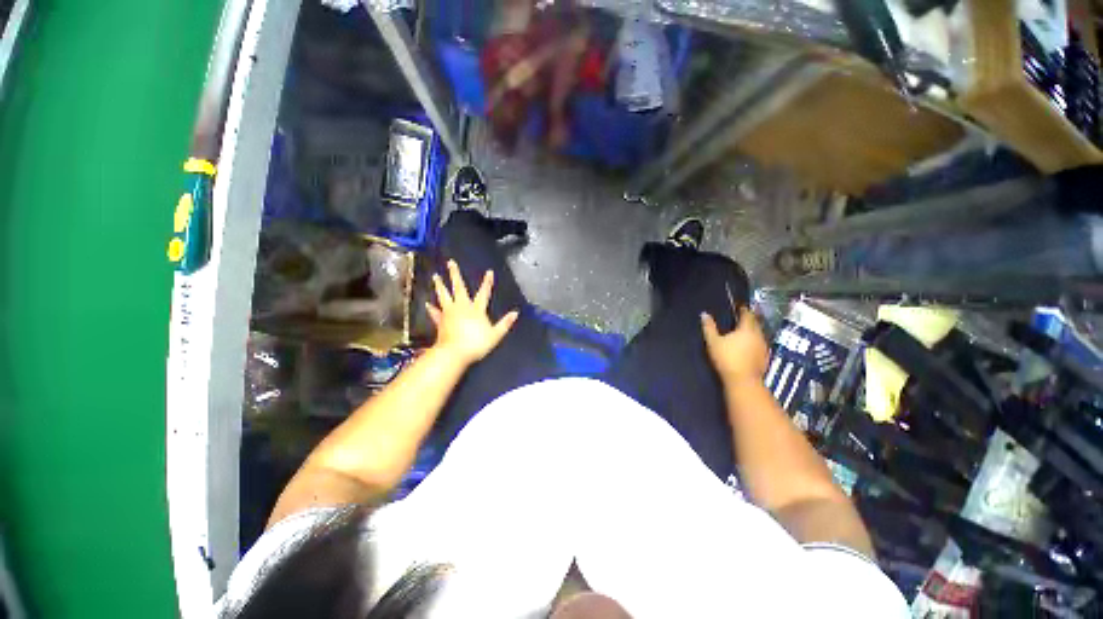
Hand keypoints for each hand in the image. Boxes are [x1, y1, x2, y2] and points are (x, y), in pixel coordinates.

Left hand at [427, 260, 518, 364]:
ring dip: (440, 285)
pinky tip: (427, 304)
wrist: (454, 353)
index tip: (489, 272)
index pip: (484, 293)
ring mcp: (449, 313)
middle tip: (451, 263)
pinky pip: (435, 313)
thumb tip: (515, 313)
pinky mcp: (440, 321)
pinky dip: (431, 308)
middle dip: (455, 275)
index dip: (487, 282)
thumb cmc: (476, 344)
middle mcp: (462, 307)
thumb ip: (505, 323)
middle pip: (459, 288)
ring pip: (444, 296)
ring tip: (435, 276)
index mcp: (476, 310)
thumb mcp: (495, 335)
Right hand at [701, 308, 768, 385]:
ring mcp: (764, 347)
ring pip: (759, 334)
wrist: (743, 381)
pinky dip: (754, 342)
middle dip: (749, 319)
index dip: (743, 309)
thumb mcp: (713, 341)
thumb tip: (704, 314)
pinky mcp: (765, 358)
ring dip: (752, 331)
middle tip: (741, 317)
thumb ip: (709, 327)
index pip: (747, 314)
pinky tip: (748, 346)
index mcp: (747, 329)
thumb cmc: (727, 358)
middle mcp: (759, 335)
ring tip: (744, 331)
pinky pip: (760, 344)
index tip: (739, 306)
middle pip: (755, 323)